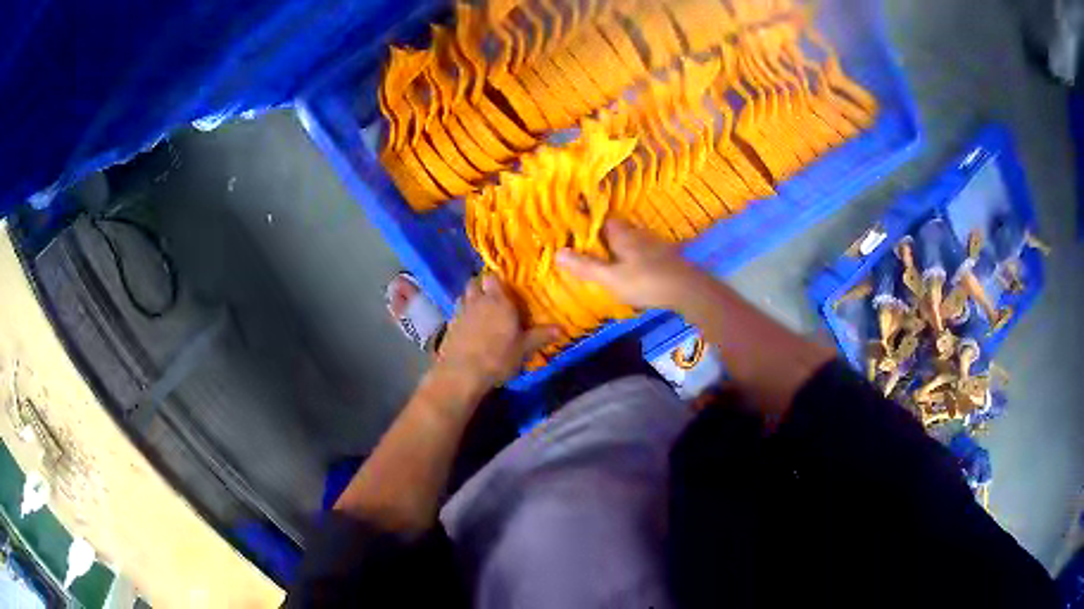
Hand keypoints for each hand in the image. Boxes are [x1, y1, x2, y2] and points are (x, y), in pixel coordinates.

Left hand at [433, 274, 558, 392]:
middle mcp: (477, 301)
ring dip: (470, 299)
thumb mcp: (524, 349)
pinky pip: (456, 313)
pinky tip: (468, 328)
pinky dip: (462, 316)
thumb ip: (541, 336)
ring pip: (463, 296)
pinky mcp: (448, 327)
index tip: (505, 287)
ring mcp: (459, 313)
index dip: (497, 280)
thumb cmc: (498, 358)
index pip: (493, 277)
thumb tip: (561, 328)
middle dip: (482, 286)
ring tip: (479, 311)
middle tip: (492, 297)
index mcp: (498, 300)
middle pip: (474, 283)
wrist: (461, 374)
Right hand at [556, 218, 704, 308]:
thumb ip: (585, 266)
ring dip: (620, 247)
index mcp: (622, 234)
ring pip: (631, 240)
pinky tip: (633, 269)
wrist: (688, 290)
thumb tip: (557, 253)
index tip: (576, 231)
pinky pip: (643, 252)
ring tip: (608, 260)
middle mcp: (638, 233)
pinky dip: (634, 257)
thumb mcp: (610, 278)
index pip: (601, 220)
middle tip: (589, 249)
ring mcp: (654, 244)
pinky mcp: (666, 257)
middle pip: (616, 229)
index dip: (588, 223)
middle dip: (603, 236)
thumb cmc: (646, 281)